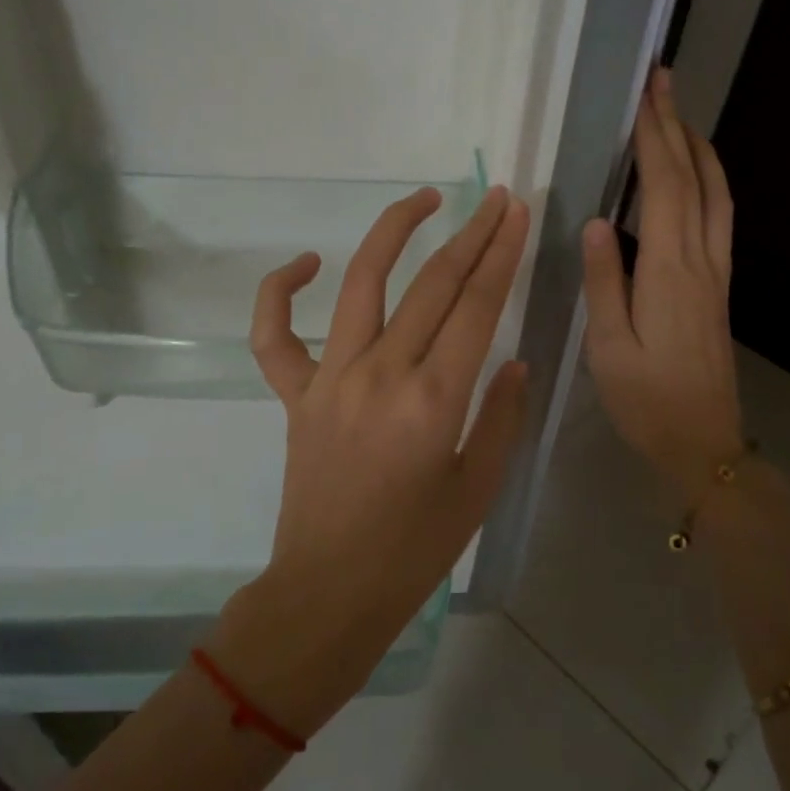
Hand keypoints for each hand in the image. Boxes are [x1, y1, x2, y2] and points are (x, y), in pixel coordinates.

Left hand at [210, 185, 530, 735]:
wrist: (330, 591)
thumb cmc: (414, 551)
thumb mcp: (479, 488)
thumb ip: (502, 416)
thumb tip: (515, 359)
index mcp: (434, 401)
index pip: (476, 306)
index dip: (501, 253)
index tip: (515, 214)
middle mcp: (381, 374)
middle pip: (432, 283)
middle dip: (470, 234)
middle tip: (494, 199)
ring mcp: (329, 378)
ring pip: (361, 283)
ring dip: (393, 232)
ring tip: (422, 199)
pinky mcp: (294, 394)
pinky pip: (274, 334)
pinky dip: (280, 291)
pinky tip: (306, 262)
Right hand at [582, 67, 744, 499]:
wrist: (704, 441)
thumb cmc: (646, 399)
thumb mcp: (608, 347)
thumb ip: (603, 281)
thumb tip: (596, 221)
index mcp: (669, 272)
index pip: (665, 187)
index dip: (656, 137)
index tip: (646, 95)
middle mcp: (701, 261)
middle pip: (695, 180)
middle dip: (677, 127)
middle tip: (664, 82)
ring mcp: (717, 273)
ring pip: (717, 195)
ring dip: (699, 150)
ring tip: (680, 117)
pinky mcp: (720, 287)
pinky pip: (720, 218)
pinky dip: (710, 182)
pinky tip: (697, 178)